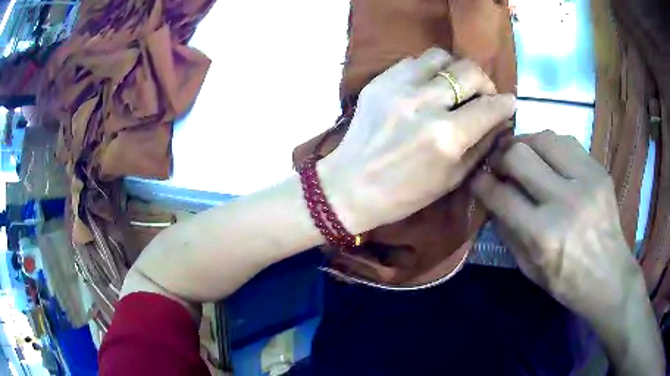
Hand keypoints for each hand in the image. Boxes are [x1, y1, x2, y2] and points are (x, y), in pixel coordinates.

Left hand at [320, 47, 516, 233]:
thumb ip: (480, 146)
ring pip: (442, 57)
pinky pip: (414, 61)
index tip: (508, 103)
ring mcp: (398, 88)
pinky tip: (427, 86)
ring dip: (455, 70)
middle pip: (469, 71)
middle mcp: (425, 105)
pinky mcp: (379, 81)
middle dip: (485, 83)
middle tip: (483, 95)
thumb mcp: (452, 179)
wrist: (350, 185)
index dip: (505, 103)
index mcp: (446, 137)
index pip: (489, 107)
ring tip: (454, 87)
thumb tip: (499, 120)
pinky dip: (428, 70)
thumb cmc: (404, 194)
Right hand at [472, 130, 637, 321]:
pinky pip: (567, 141)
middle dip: (500, 156)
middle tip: (497, 163)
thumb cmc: (567, 282)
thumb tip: (492, 200)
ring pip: (544, 138)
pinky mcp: (599, 171)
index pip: (501, 195)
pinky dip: (550, 145)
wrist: (609, 277)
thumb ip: (508, 233)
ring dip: (525, 143)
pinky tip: (548, 157)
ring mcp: (585, 181)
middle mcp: (564, 201)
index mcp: (543, 235)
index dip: (481, 183)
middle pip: (520, 155)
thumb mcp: (529, 269)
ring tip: (521, 154)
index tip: (475, 178)